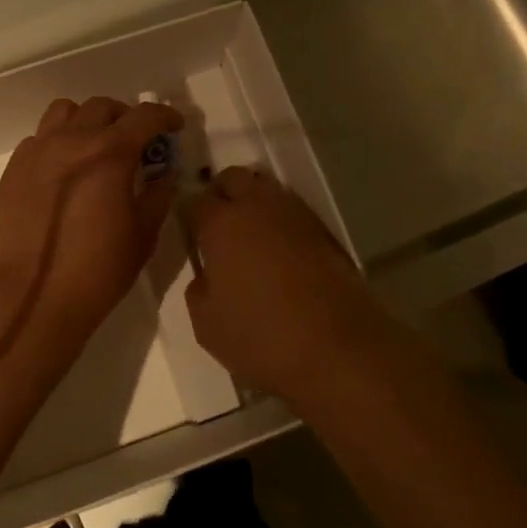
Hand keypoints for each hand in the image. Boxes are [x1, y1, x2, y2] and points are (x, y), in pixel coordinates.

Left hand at [0, 96, 182, 335]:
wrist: (34, 296)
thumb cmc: (98, 269)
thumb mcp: (143, 234)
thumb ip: (159, 194)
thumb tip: (165, 173)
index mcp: (109, 152)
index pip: (144, 116)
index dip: (165, 116)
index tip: (174, 126)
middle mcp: (72, 140)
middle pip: (102, 107)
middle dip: (125, 117)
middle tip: (136, 141)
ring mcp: (38, 151)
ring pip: (64, 112)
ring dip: (87, 120)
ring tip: (95, 146)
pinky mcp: (15, 169)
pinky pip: (39, 138)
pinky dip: (57, 142)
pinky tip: (64, 170)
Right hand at [183, 167, 382, 401]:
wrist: (338, 349)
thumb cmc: (261, 337)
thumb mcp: (207, 324)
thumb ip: (198, 289)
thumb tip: (206, 274)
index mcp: (221, 224)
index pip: (194, 201)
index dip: (188, 216)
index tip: (190, 234)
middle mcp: (256, 207)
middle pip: (232, 178)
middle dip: (221, 193)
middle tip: (217, 224)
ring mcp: (294, 214)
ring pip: (265, 189)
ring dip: (253, 203)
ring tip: (250, 236)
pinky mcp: (323, 230)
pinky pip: (291, 211)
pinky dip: (280, 221)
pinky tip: (279, 250)